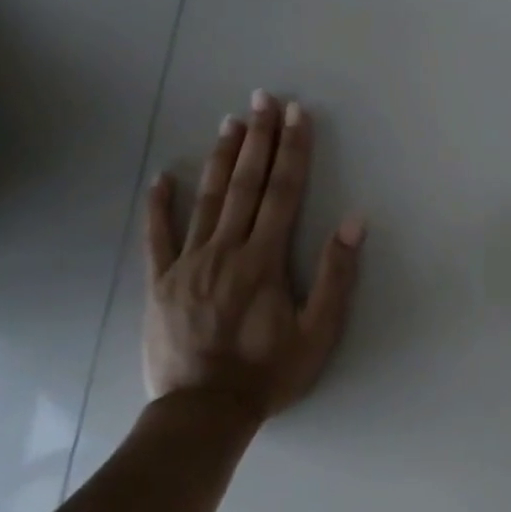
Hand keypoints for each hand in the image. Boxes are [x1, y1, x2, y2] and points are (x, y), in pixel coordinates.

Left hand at [143, 91, 364, 412]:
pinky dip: (159, 205)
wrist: (203, 412)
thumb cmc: (269, 373)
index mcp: (264, 260)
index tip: (297, 115)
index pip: (283, 193)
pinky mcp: (161, 282)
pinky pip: (157, 237)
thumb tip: (353, 222)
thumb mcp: (318, 332)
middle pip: (244, 185)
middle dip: (258, 138)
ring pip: (206, 200)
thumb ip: (335, 275)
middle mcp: (225, 251)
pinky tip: (161, 177)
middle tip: (263, 98)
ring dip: (219, 158)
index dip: (293, 151)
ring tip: (229, 121)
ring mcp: (188, 263)